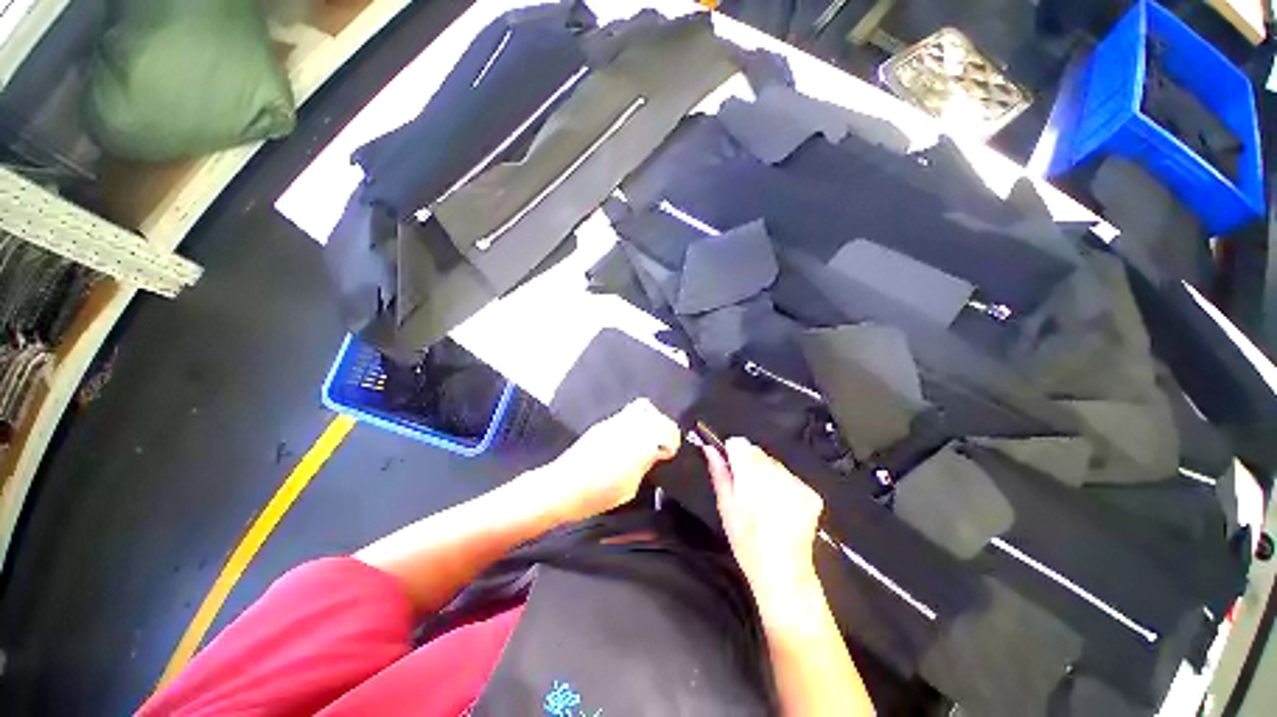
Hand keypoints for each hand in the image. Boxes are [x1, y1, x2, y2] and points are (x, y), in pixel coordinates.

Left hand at [535, 399, 680, 523]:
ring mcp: (615, 422)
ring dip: (653, 419)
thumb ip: (646, 465)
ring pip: (643, 408)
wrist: (562, 486)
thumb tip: (658, 453)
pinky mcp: (603, 423)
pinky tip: (633, 435)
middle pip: (658, 417)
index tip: (670, 453)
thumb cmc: (596, 495)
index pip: (667, 432)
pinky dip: (638, 419)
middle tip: (665, 444)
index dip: (673, 442)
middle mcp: (629, 428)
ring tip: (650, 435)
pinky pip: (628, 412)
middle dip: (666, 429)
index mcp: (638, 446)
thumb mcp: (630, 488)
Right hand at [704, 437, 823, 614]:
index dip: (732, 454)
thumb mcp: (725, 506)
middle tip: (746, 490)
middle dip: (750, 465)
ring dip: (767, 475)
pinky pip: (791, 478)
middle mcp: (776, 472)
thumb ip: (719, 472)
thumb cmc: (746, 541)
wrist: (783, 573)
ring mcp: (797, 482)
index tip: (731, 469)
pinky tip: (780, 508)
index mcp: (751, 473)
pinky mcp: (812, 494)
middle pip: (758, 452)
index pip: (739, 443)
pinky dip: (784, 487)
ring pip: (774, 464)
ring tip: (764, 502)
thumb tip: (709, 448)